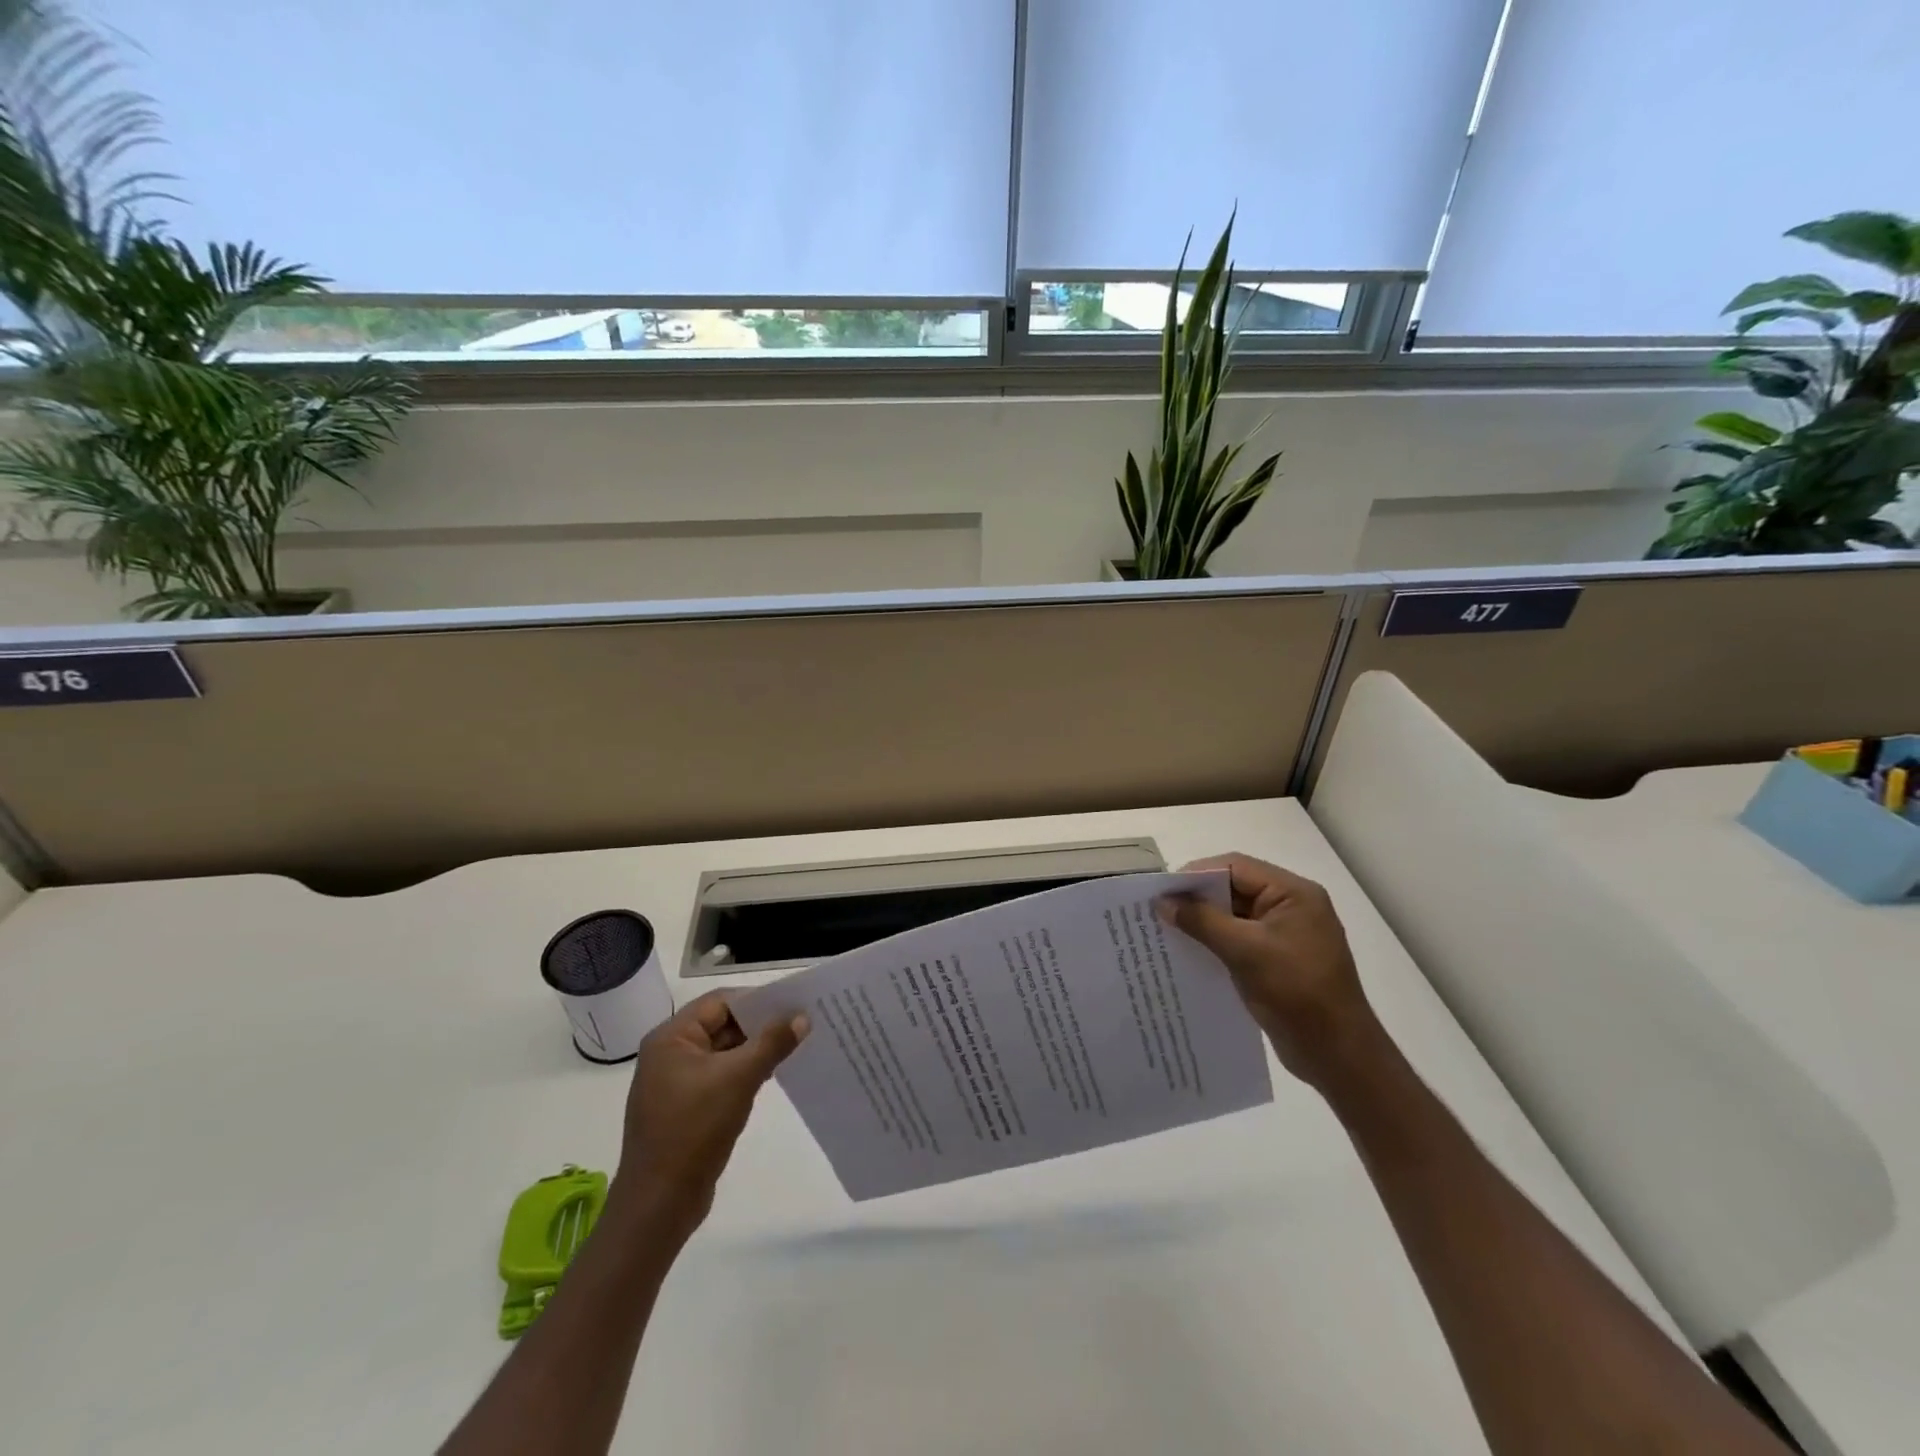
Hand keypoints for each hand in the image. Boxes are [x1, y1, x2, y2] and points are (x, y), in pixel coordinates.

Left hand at [615, 991, 808, 1236]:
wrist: (659, 1203)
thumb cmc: (694, 1130)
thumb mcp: (739, 1079)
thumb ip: (772, 1042)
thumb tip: (802, 1016)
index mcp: (671, 1038)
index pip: (720, 1002)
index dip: (757, 1000)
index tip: (793, 1003)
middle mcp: (669, 1053)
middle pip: (722, 1024)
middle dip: (760, 1025)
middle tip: (801, 1023)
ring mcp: (675, 1082)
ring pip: (724, 1051)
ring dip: (755, 1049)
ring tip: (795, 1046)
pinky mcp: (685, 1107)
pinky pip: (720, 1076)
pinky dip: (745, 1072)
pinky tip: (773, 1075)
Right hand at [1161, 853, 1381, 1088]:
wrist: (1338, 1055)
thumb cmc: (1297, 993)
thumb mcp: (1245, 952)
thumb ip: (1202, 921)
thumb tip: (1162, 902)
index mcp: (1294, 893)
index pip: (1236, 867)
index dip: (1196, 874)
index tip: (1162, 891)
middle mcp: (1291, 906)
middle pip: (1234, 887)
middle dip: (1197, 897)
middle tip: (1158, 909)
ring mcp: (1285, 933)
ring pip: (1234, 914)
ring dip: (1203, 920)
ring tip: (1165, 929)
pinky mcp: (1277, 958)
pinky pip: (1239, 938)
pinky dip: (1215, 941)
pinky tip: (1188, 951)